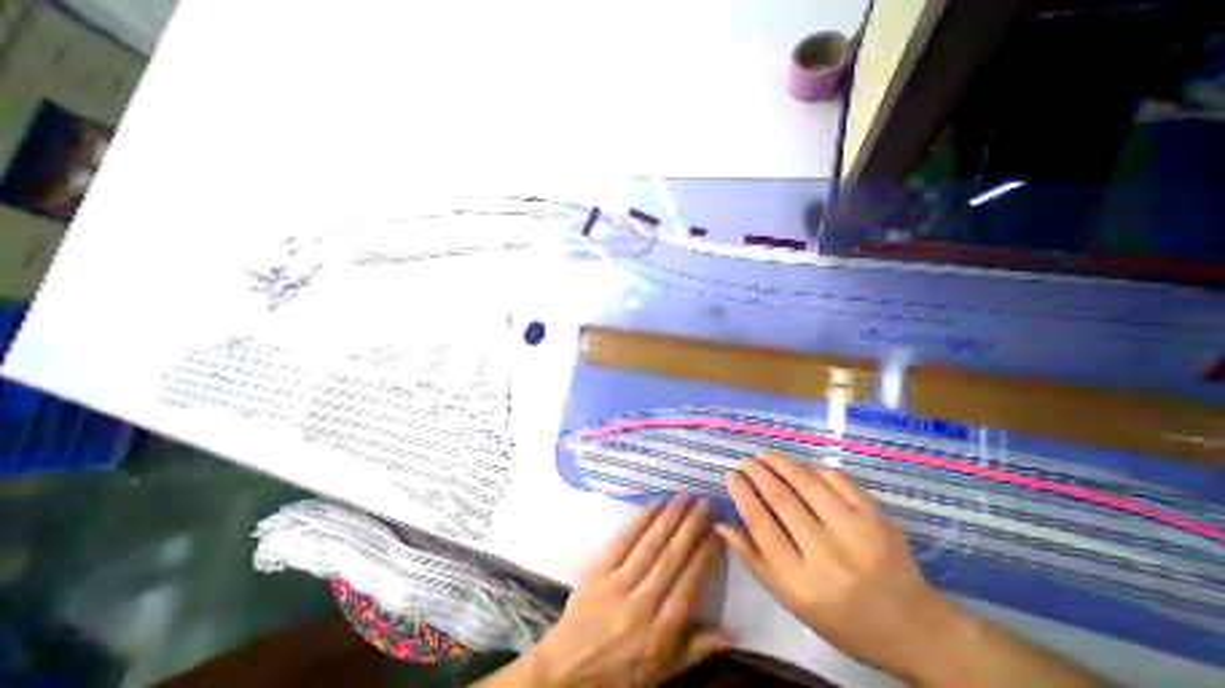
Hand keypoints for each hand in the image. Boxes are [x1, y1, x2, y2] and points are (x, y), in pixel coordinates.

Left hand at [478, 494, 723, 686]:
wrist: (568, 671)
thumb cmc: (621, 672)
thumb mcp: (663, 670)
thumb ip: (697, 648)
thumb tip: (733, 633)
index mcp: (661, 631)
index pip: (689, 583)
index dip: (705, 554)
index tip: (717, 530)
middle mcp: (642, 603)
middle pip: (672, 557)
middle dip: (692, 526)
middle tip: (706, 502)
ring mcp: (618, 584)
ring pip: (651, 544)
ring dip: (671, 517)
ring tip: (686, 496)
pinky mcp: (598, 570)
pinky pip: (624, 540)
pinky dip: (641, 519)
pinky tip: (656, 503)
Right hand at [721, 453, 966, 683]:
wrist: (915, 629)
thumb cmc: (842, 618)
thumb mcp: (791, 599)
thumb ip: (753, 559)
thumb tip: (721, 523)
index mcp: (801, 583)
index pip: (760, 524)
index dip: (742, 494)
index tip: (730, 476)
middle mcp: (828, 557)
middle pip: (781, 499)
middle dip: (757, 473)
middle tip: (745, 461)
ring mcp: (857, 533)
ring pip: (807, 484)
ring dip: (781, 463)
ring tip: (765, 455)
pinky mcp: (878, 517)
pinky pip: (837, 480)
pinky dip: (813, 468)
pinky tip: (800, 465)